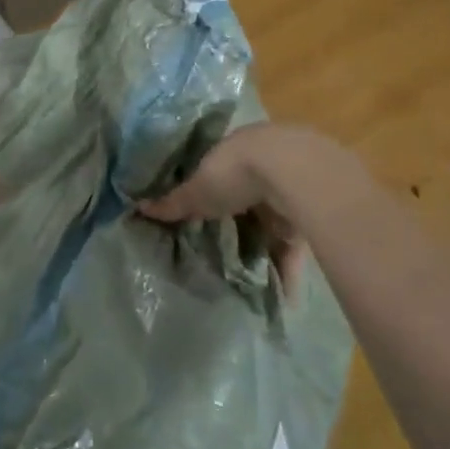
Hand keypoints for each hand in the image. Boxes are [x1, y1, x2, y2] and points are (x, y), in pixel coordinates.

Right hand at [139, 124, 369, 291]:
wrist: (297, 174)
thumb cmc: (237, 172)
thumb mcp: (198, 190)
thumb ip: (173, 202)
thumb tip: (138, 207)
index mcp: (236, 150)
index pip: (219, 171)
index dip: (209, 192)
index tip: (200, 215)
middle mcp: (265, 165)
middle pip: (246, 200)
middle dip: (237, 224)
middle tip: (220, 252)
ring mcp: (291, 191)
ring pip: (271, 224)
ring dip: (263, 251)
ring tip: (248, 281)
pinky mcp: (311, 217)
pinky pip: (295, 248)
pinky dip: (288, 271)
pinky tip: (282, 297)